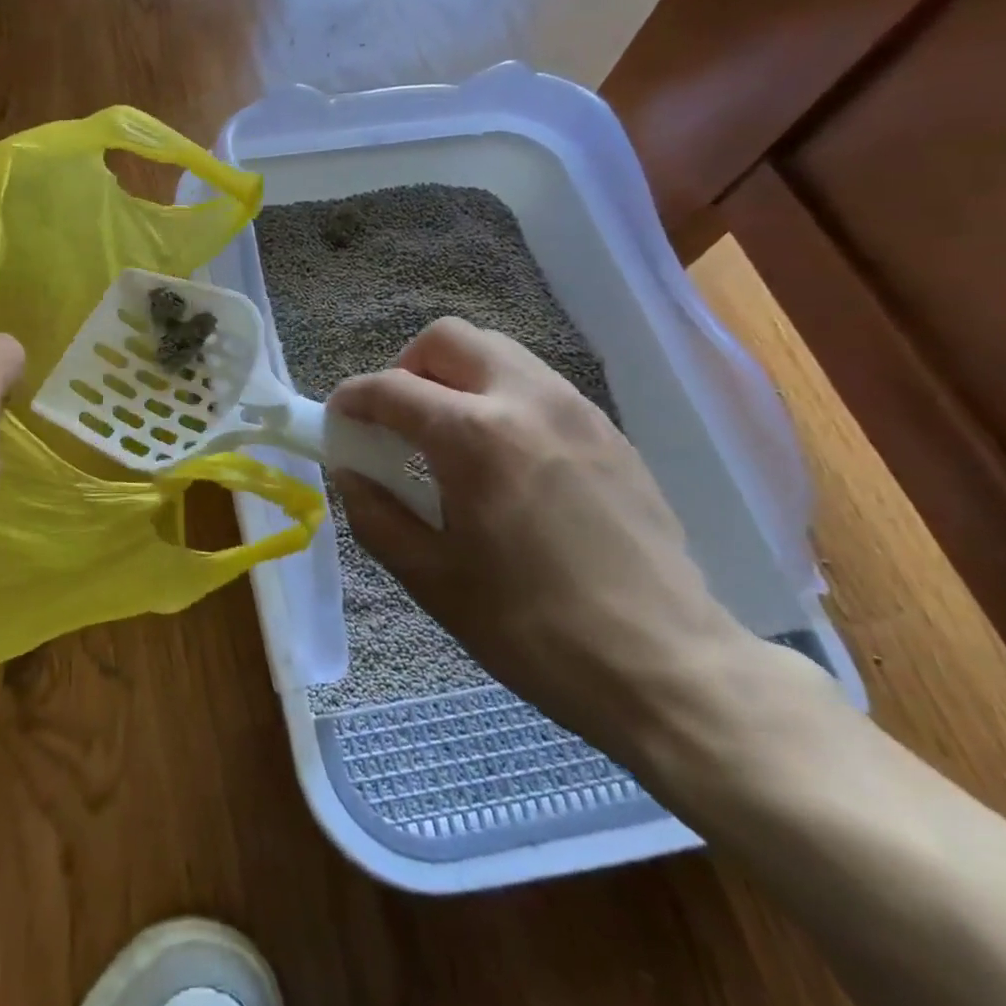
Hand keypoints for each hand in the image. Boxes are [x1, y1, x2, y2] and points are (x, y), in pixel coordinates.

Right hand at [330, 319, 759, 764]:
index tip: (337, 423)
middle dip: (405, 368)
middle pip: (447, 339)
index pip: (390, 388)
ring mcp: (575, 408)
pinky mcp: (607, 430)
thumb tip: (350, 471)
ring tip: (447, 437)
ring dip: (454, 376)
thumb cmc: (533, 629)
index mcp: (473, 436)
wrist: (668, 667)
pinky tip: (502, 458)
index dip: (351, 400)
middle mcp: (524, 400)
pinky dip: (498, 396)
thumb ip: (374, 513)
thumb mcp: (430, 579)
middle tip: (397, 422)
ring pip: (496, 351)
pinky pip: (535, 383)